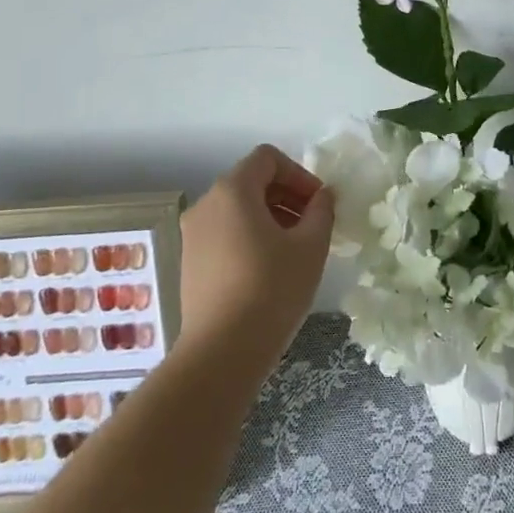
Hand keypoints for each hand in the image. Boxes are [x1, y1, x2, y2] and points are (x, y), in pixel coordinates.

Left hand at [176, 145, 335, 377]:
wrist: (221, 353)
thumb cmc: (271, 289)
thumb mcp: (311, 246)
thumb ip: (321, 211)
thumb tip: (322, 197)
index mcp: (233, 190)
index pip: (268, 159)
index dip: (299, 173)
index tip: (318, 203)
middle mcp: (206, 204)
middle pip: (252, 181)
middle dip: (287, 196)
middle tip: (314, 224)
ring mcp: (193, 235)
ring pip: (238, 209)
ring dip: (271, 217)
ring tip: (296, 249)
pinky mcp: (190, 262)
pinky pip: (226, 232)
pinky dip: (251, 236)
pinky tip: (271, 268)